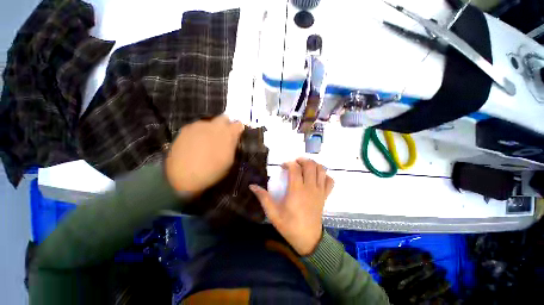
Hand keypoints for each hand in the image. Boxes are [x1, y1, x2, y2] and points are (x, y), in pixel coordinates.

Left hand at [165, 116, 243, 193]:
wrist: (184, 177)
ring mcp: (198, 126)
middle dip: (225, 125)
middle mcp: (214, 126)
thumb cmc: (212, 171)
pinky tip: (196, 143)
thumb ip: (232, 145)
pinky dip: (200, 132)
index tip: (236, 134)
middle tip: (222, 136)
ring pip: (209, 122)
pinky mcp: (185, 129)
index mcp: (227, 134)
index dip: (238, 129)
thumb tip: (233, 138)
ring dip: (211, 129)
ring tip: (207, 141)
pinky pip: (197, 127)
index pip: (238, 124)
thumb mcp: (229, 160)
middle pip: (223, 118)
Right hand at [250, 159, 333, 255]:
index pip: (295, 168)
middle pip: (310, 165)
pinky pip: (330, 181)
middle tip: (294, 163)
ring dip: (313, 164)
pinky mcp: (325, 196)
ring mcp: (320, 191)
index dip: (288, 163)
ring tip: (305, 167)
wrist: (308, 239)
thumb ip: (263, 197)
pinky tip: (317, 177)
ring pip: (321, 170)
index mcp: (297, 190)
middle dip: (302, 160)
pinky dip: (325, 175)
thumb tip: (252, 186)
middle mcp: (310, 187)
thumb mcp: (273, 213)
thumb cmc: (289, 225)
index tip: (282, 166)